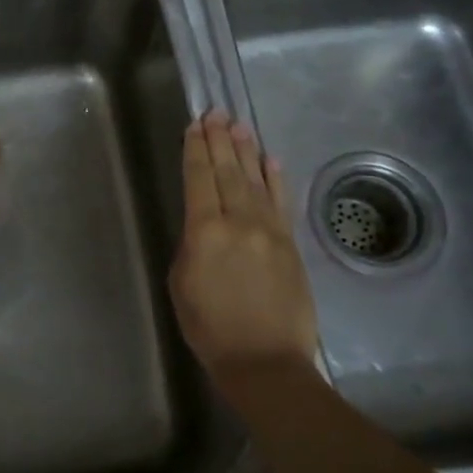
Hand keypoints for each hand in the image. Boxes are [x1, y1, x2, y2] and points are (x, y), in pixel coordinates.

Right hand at [169, 110, 319, 378]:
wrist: (265, 360)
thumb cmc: (210, 328)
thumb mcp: (182, 285)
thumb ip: (191, 246)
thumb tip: (204, 226)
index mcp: (205, 232)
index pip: (199, 180)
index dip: (195, 150)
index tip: (194, 126)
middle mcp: (239, 222)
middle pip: (228, 172)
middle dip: (220, 140)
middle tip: (216, 113)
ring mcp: (269, 230)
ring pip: (255, 180)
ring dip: (246, 150)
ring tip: (239, 125)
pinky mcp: (291, 243)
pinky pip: (281, 202)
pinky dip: (275, 178)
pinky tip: (270, 159)